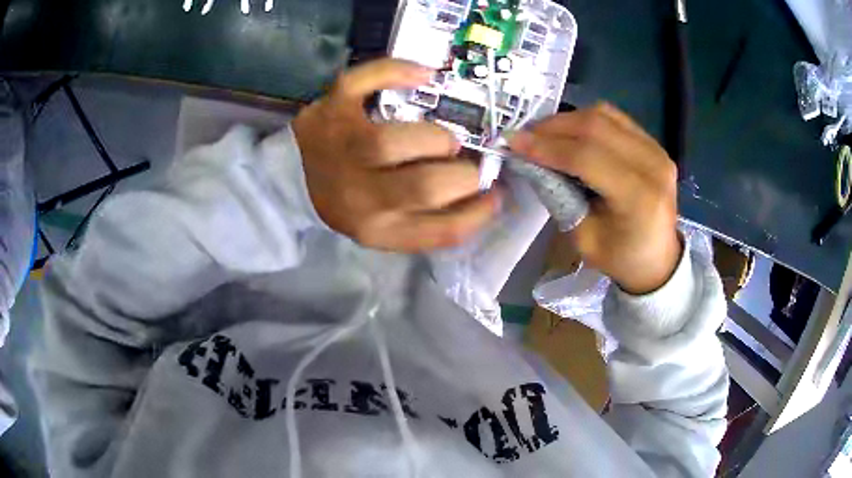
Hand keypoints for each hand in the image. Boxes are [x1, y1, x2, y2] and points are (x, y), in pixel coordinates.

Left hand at [292, 59, 501, 252]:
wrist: (293, 179)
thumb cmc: (350, 200)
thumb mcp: (386, 227)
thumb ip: (428, 220)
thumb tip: (479, 195)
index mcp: (376, 228)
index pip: (440, 231)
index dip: (479, 213)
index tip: (496, 195)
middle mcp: (355, 195)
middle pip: (423, 186)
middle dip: (462, 174)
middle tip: (467, 164)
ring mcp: (339, 149)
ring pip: (391, 140)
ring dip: (434, 137)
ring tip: (443, 138)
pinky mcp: (329, 112)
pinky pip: (362, 82)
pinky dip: (395, 71)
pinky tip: (423, 75)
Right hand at [509, 103, 681, 294]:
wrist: (658, 259)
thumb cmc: (620, 258)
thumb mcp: (583, 238)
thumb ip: (560, 196)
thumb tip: (532, 161)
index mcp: (639, 198)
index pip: (587, 157)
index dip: (547, 147)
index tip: (514, 143)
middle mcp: (653, 165)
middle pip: (595, 127)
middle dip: (552, 127)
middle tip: (524, 135)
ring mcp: (657, 150)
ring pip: (604, 115)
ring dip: (568, 120)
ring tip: (543, 133)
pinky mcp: (654, 143)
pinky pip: (615, 118)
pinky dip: (586, 120)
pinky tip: (569, 132)